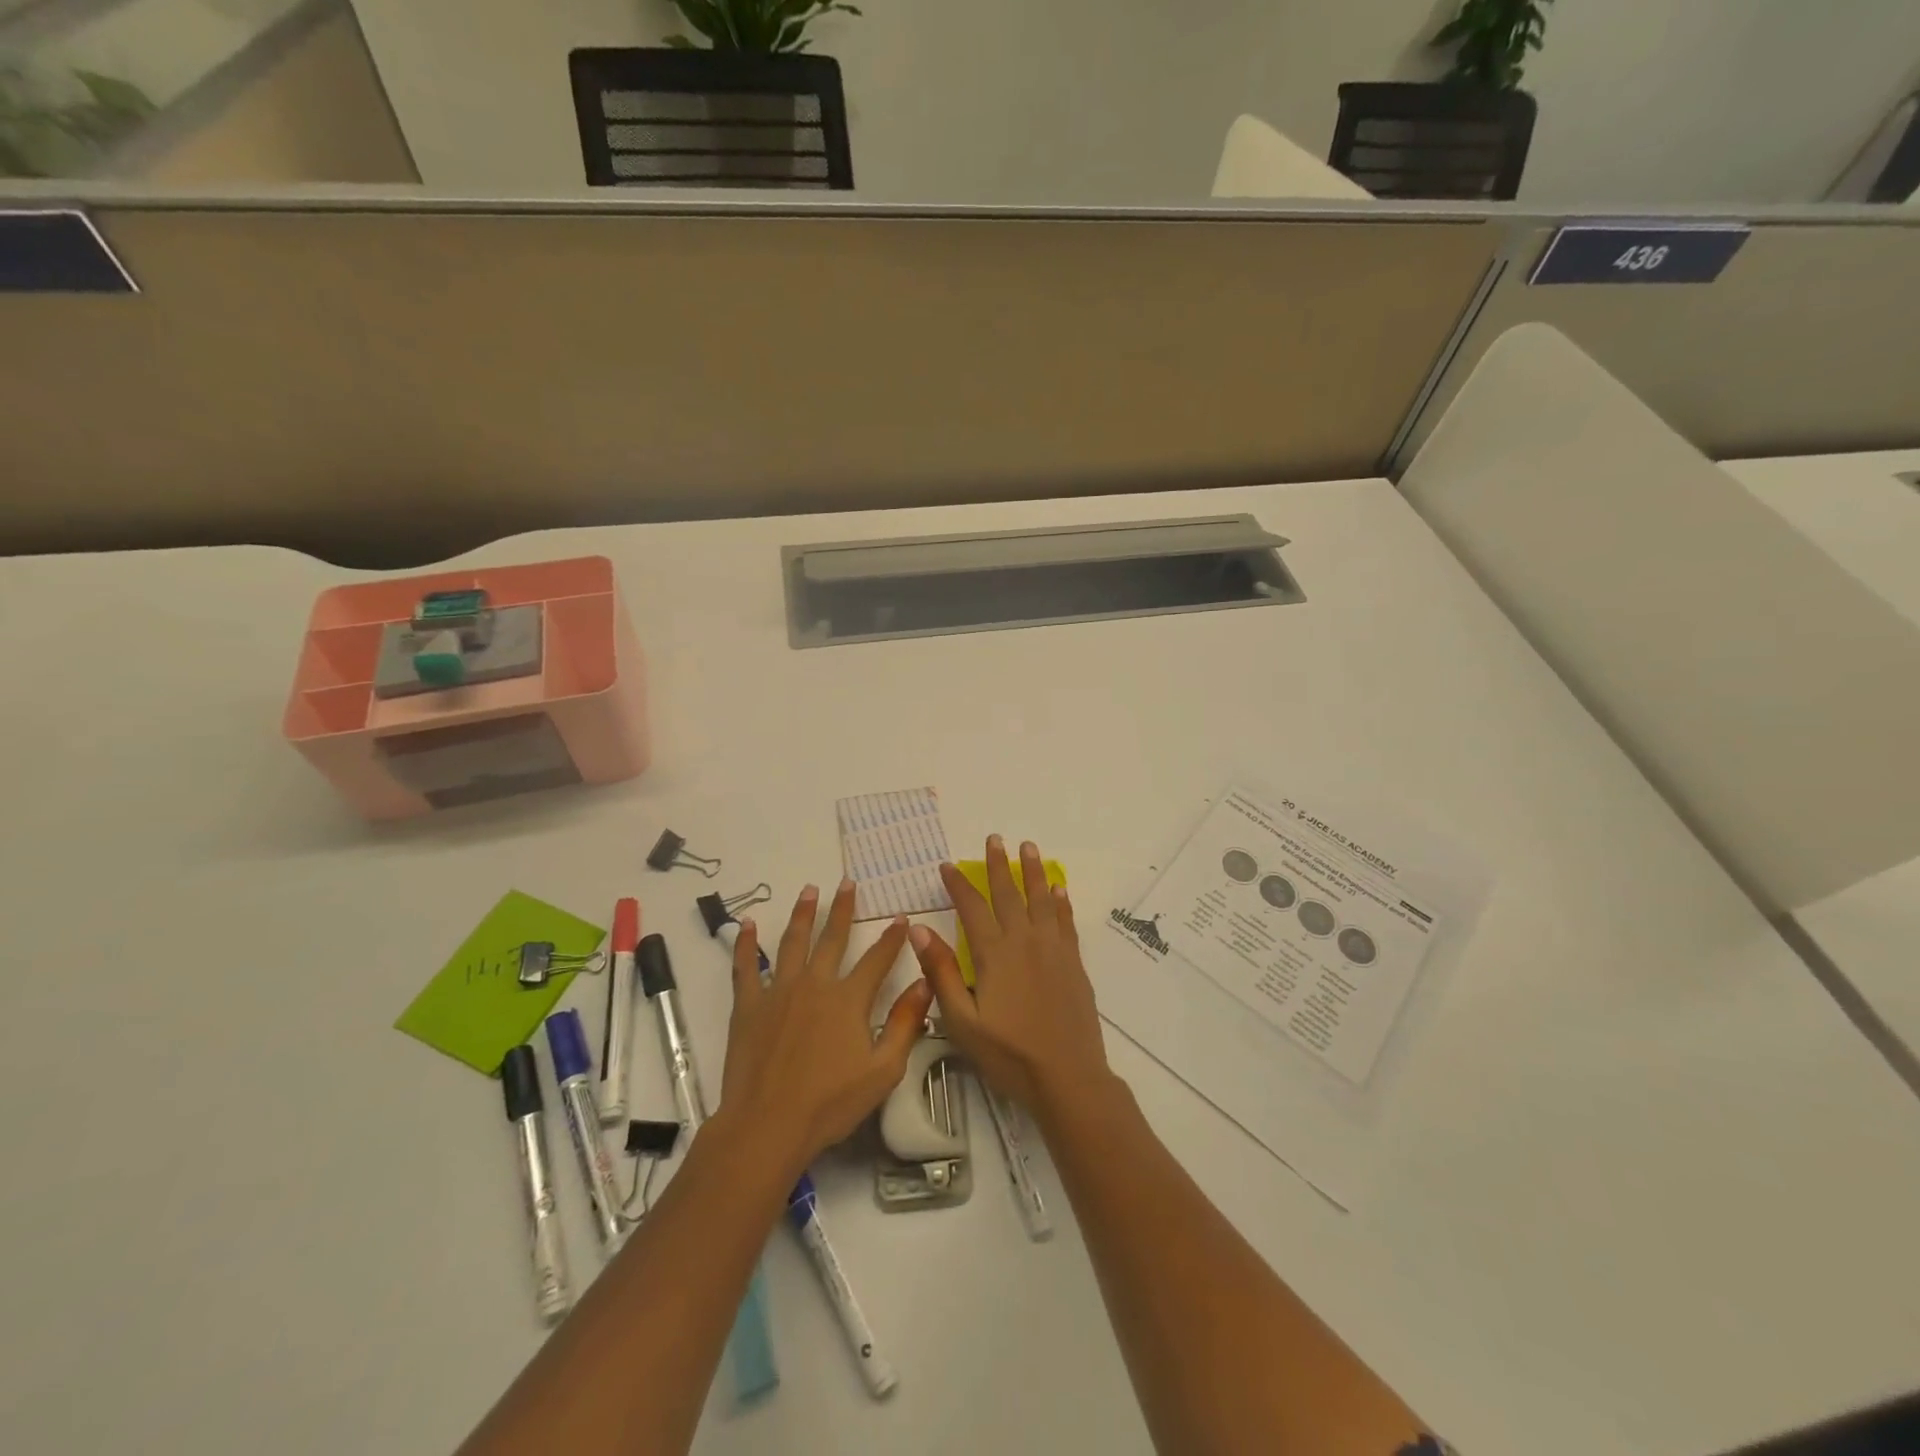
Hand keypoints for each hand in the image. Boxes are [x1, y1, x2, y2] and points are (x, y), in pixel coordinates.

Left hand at [719, 879, 933, 1179]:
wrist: (767, 1125)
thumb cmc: (830, 1103)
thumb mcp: (883, 1070)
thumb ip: (906, 1024)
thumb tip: (924, 983)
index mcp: (848, 999)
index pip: (877, 959)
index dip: (892, 937)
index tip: (901, 917)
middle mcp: (815, 984)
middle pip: (832, 939)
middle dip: (843, 909)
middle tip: (848, 883)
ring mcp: (778, 991)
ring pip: (792, 942)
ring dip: (802, 914)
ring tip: (809, 890)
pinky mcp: (749, 1006)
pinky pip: (746, 967)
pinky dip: (746, 944)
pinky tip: (748, 924)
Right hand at [909, 836, 1113, 1123]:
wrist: (1068, 1076)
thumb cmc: (1009, 1054)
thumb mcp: (963, 1021)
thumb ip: (941, 973)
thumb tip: (919, 930)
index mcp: (994, 954)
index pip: (972, 908)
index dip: (958, 885)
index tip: (947, 865)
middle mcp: (1024, 941)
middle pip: (1009, 894)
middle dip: (998, 865)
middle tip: (994, 838)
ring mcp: (1053, 950)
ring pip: (1041, 900)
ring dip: (1033, 872)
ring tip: (1028, 847)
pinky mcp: (1073, 962)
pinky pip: (1065, 922)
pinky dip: (1061, 903)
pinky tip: (1059, 890)